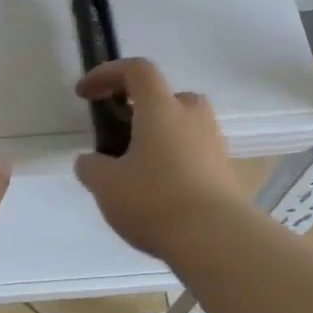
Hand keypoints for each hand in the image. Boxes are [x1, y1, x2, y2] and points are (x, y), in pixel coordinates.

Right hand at [74, 58, 244, 259]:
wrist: (217, 241)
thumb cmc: (155, 200)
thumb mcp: (105, 184)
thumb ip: (91, 167)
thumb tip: (90, 162)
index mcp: (161, 109)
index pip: (137, 70)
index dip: (107, 74)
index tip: (85, 94)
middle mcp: (193, 118)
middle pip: (168, 97)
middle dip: (142, 108)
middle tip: (122, 132)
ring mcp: (215, 146)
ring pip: (184, 128)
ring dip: (161, 138)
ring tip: (138, 169)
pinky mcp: (227, 175)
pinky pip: (196, 156)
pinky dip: (175, 164)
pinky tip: (159, 193)